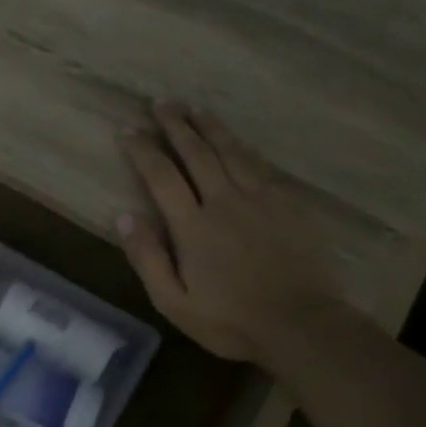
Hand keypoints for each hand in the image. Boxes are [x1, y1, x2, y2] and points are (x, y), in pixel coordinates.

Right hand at [118, 105, 342, 365]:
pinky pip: (260, 166)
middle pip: (197, 153)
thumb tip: (123, 216)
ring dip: (210, 127)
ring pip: (231, 151)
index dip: (142, 150)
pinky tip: (237, 142)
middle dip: (176, 125)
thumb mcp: (173, 302)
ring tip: (196, 108)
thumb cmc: (230, 320)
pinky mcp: (288, 205)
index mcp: (193, 226)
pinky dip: (242, 148)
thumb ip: (147, 258)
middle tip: (161, 103)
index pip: (161, 176)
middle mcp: (225, 201)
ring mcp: (260, 199)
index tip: (127, 130)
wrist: (302, 324)